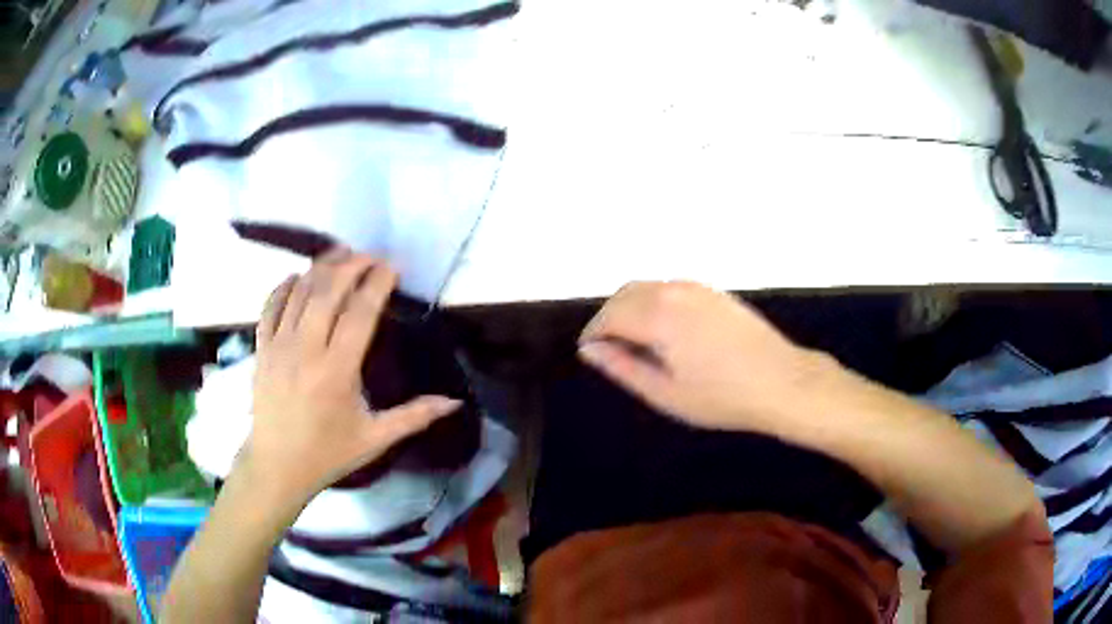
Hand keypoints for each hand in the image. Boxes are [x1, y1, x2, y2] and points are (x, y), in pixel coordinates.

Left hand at [244, 250, 461, 506]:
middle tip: (371, 256)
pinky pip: (271, 305)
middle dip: (352, 265)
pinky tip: (298, 277)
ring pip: (300, 292)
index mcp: (337, 371)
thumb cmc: (328, 453)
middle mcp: (306, 350)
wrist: (278, 466)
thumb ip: (415, 416)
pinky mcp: (261, 348)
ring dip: (321, 268)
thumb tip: (455, 402)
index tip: (392, 267)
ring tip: (341, 255)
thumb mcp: (375, 438)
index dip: (377, 283)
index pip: (360, 313)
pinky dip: (285, 286)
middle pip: (328, 291)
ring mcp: (279, 346)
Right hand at [579, 281, 832, 435]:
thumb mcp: (665, 393)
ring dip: (632, 307)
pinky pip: (671, 287)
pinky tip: (666, 331)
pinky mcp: (714, 292)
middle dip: (609, 317)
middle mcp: (674, 290)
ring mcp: (697, 287)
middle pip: (625, 294)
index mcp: (658, 315)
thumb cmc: (722, 396)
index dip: (594, 334)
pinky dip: (655, 302)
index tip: (591, 353)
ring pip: (648, 287)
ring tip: (636, 342)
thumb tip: (590, 349)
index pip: (609, 315)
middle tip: (610, 350)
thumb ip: (623, 367)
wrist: (782, 381)